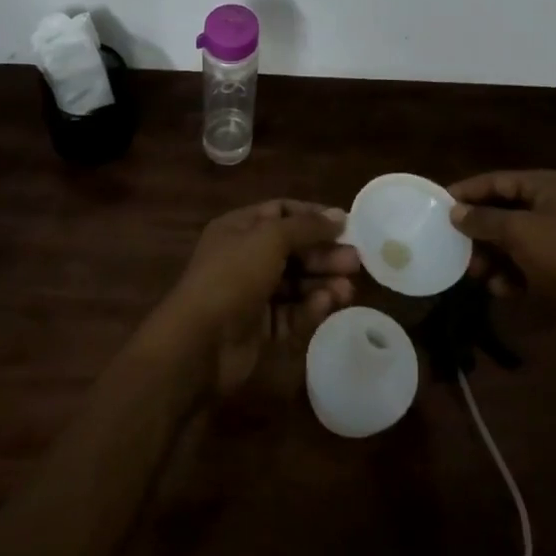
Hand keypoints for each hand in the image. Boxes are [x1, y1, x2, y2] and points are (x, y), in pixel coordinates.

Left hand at [150, 199, 359, 393]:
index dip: (312, 216)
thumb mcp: (270, 239)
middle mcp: (245, 257)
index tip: (345, 225)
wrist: (199, 343)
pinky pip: (291, 313)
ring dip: (322, 282)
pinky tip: (328, 305)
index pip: (281, 212)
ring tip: (349, 289)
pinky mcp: (260, 328)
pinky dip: (309, 308)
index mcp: (239, 228)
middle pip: (292, 249)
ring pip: (295, 283)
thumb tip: (339, 216)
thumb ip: (307, 227)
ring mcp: (251, 294)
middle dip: (324, 253)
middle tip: (355, 261)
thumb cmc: (233, 276)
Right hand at [448, 170, 555, 306]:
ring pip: (513, 240)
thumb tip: (454, 212)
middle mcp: (553, 205)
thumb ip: (484, 219)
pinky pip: (527, 263)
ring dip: (492, 256)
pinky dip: (512, 274)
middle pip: (503, 211)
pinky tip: (501, 289)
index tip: (440, 204)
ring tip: (476, 274)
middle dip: (479, 231)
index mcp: (547, 186)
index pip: (497, 181)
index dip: (468, 192)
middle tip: (455, 246)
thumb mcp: (519, 232)